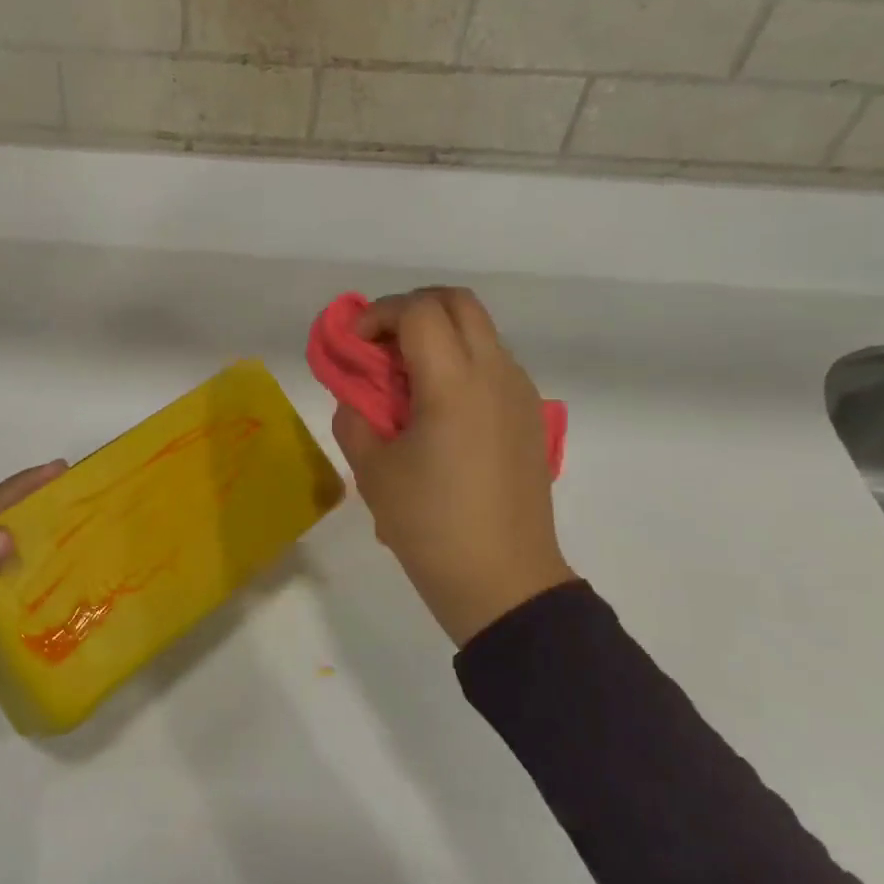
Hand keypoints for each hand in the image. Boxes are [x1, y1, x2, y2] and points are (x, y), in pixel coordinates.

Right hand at [331, 287, 572, 646]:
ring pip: (480, 329)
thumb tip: (357, 393)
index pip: (419, 310)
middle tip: (380, 344)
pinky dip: (460, 359)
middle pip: (458, 302)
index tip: (355, 346)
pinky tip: (437, 405)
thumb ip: (354, 416)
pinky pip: (494, 361)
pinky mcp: (530, 415)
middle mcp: (495, 374)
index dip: (379, 314)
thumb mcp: (371, 471)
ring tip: (405, 377)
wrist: (503, 582)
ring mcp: (520, 392)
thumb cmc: (429, 525)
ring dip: (438, 333)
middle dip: (412, 309)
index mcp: (454, 383)